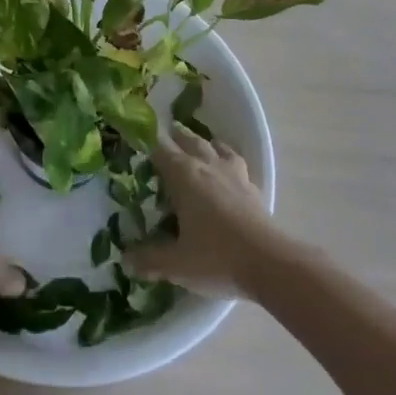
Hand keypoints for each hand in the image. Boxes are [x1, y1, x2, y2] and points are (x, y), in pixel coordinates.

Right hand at [126, 123, 284, 297]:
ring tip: (201, 143)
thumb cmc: (216, 257)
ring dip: (205, 143)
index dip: (147, 142)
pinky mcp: (252, 188)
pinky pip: (237, 163)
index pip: (160, 150)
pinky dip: (229, 159)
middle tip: (168, 131)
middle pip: (190, 142)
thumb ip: (149, 260)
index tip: (137, 136)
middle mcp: (207, 166)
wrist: (270, 263)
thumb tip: (125, 261)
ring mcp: (233, 175)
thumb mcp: (176, 263)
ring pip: (216, 148)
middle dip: (177, 136)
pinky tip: (230, 169)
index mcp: (183, 176)